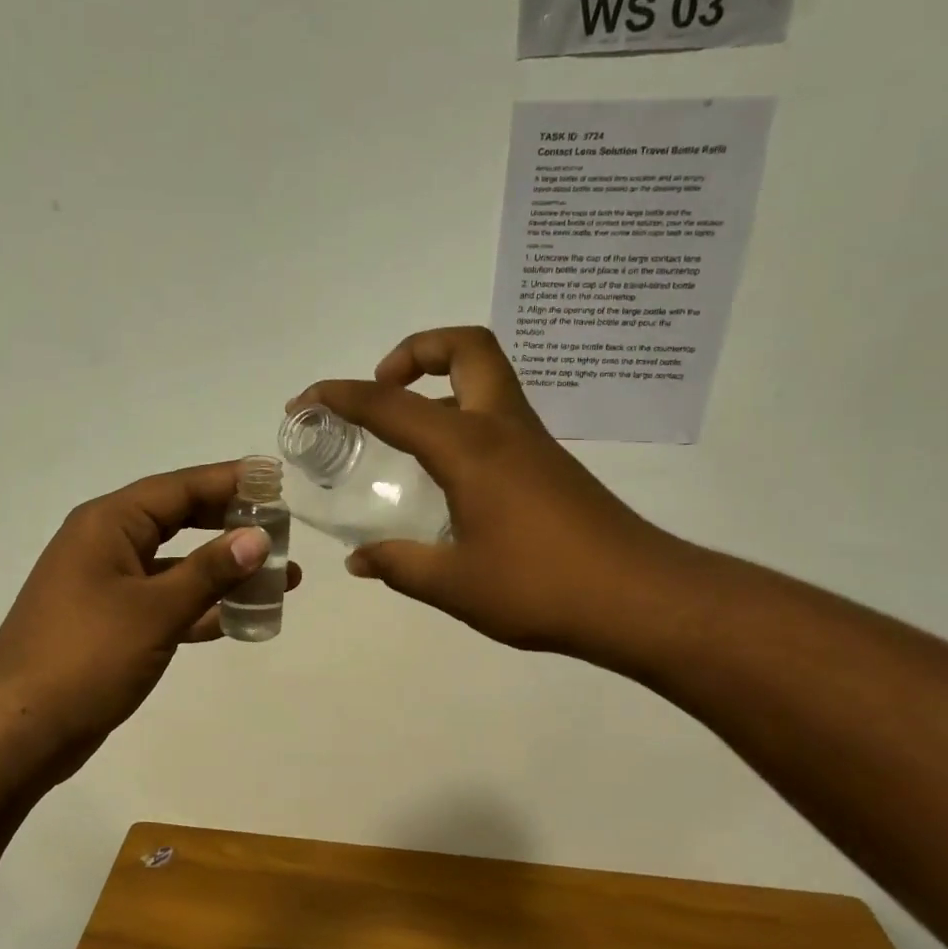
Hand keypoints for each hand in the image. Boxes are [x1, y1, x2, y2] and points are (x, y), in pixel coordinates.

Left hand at [0, 461, 302, 776]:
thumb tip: (258, 537)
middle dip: (230, 526)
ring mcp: (107, 587)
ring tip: (281, 578)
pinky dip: (200, 607)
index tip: (274, 479)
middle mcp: (106, 545)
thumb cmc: (86, 656)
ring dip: (224, 573)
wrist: (19, 729)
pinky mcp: (111, 625)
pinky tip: (240, 618)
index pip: (178, 488)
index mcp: (108, 524)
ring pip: (176, 567)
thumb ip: (210, 571)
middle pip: (178, 521)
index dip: (228, 481)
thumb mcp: (155, 610)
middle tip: (282, 530)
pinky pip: (165, 603)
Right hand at [294, 326, 685, 662]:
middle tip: (382, 388)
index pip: (392, 405)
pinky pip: (496, 417)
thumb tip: (359, 560)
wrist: (640, 600)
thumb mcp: (454, 584)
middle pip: (465, 348)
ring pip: (485, 379)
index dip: (342, 396)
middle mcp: (502, 429)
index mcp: (470, 448)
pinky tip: (442, 478)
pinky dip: (460, 421)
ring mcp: (532, 444)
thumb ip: (399, 565)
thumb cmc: (541, 587)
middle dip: (415, 351)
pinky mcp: (548, 466)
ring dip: (438, 385)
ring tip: (401, 435)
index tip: (306, 401)